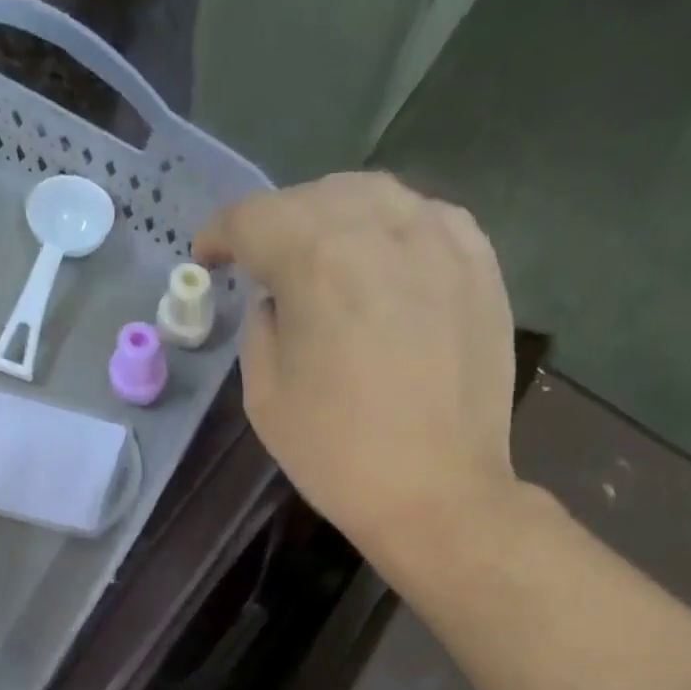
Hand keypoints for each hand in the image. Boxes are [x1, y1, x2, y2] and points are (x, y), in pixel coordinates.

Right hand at [194, 173, 518, 576]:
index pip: (253, 219)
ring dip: (336, 218)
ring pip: (375, 196)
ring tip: (325, 258)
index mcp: (316, 260)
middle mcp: (380, 228)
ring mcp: (440, 240)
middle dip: (278, 224)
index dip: (221, 234)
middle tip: (266, 265)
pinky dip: (395, 230)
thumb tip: (275, 299)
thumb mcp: (265, 399)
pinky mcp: (481, 265)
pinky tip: (387, 263)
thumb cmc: (339, 456)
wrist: (437, 493)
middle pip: (314, 197)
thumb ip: (258, 329)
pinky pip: (428, 219)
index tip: (209, 257)